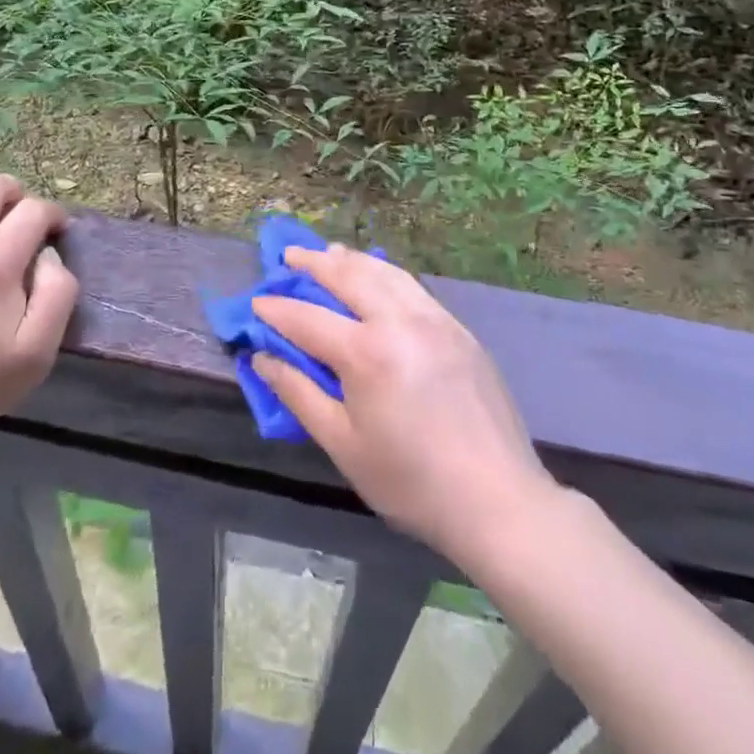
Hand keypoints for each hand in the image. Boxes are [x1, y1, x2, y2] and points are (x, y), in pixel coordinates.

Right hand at [252, 245, 553, 563]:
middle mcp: (399, 320)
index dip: (276, 310)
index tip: (255, 302)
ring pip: (384, 272)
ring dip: (350, 260)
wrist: (498, 499)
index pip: (308, 318)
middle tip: (288, 256)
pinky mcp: (458, 327)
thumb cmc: (411, 481)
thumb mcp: (343, 444)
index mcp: (367, 352)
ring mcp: (434, 318)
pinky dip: (384, 273)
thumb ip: (299, 394)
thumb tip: (262, 358)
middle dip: (313, 263)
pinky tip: (376, 277)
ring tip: (328, 254)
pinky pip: (411, 285)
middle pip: (348, 276)